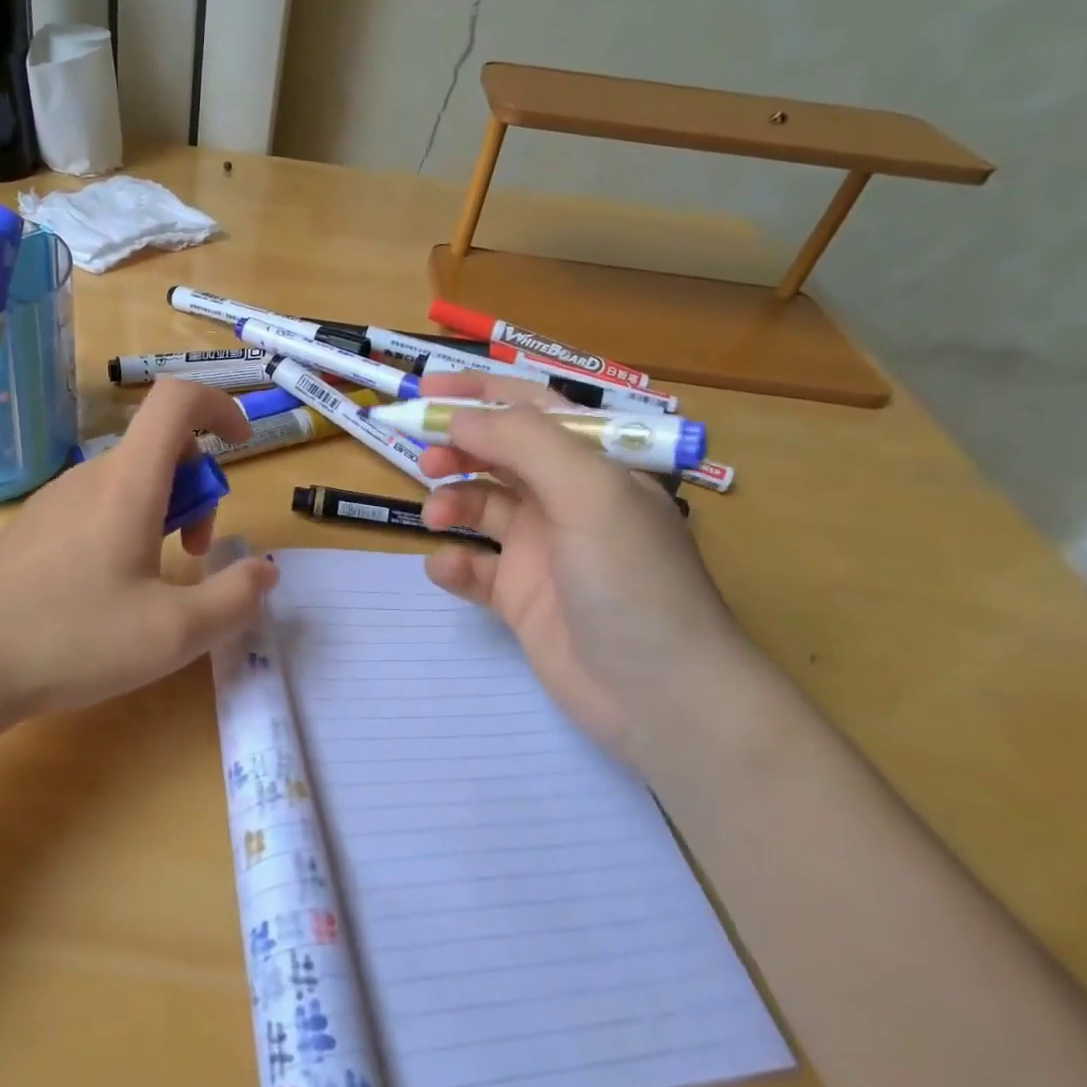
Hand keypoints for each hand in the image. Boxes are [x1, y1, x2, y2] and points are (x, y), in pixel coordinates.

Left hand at [0, 379, 277, 720]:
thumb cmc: (71, 640)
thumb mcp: (172, 633)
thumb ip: (233, 599)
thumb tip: (266, 571)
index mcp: (128, 483)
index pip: (177, 400)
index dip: (220, 404)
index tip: (244, 443)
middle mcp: (90, 477)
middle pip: (161, 448)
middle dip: (198, 489)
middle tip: (196, 553)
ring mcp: (56, 500)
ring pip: (131, 480)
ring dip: (164, 513)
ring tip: (156, 581)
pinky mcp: (34, 527)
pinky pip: (98, 504)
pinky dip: (128, 526)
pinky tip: (110, 590)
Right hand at [416, 372, 753, 760]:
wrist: (660, 697)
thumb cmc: (632, 580)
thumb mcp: (588, 493)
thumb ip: (524, 442)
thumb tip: (460, 417)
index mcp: (595, 464)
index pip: (531, 408)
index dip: (479, 392)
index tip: (425, 389)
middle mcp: (567, 499)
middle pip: (499, 455)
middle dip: (459, 448)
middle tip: (425, 458)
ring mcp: (542, 550)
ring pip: (480, 506)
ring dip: (452, 502)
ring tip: (436, 516)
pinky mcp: (521, 597)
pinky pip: (474, 566)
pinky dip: (454, 563)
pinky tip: (448, 569)